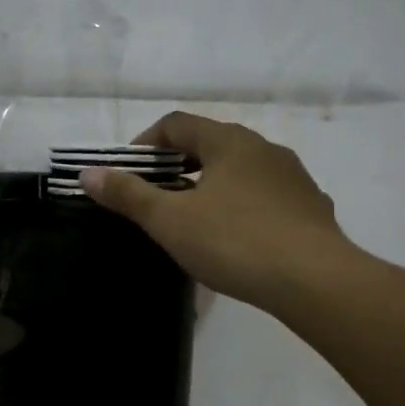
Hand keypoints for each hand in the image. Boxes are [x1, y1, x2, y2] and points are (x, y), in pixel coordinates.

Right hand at [81, 111, 355, 312]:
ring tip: (195, 218)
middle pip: (210, 143)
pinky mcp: (312, 207)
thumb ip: (128, 195)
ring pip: (241, 170)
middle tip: (157, 197)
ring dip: (212, 185)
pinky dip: (243, 206)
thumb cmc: (234, 241)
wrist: (316, 281)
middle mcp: (264, 148)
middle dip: (178, 165)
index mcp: (228, 141)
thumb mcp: (170, 220)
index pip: (176, 124)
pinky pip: (267, 196)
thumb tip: (88, 174)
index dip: (145, 143)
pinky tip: (238, 238)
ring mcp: (293, 177)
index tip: (128, 172)